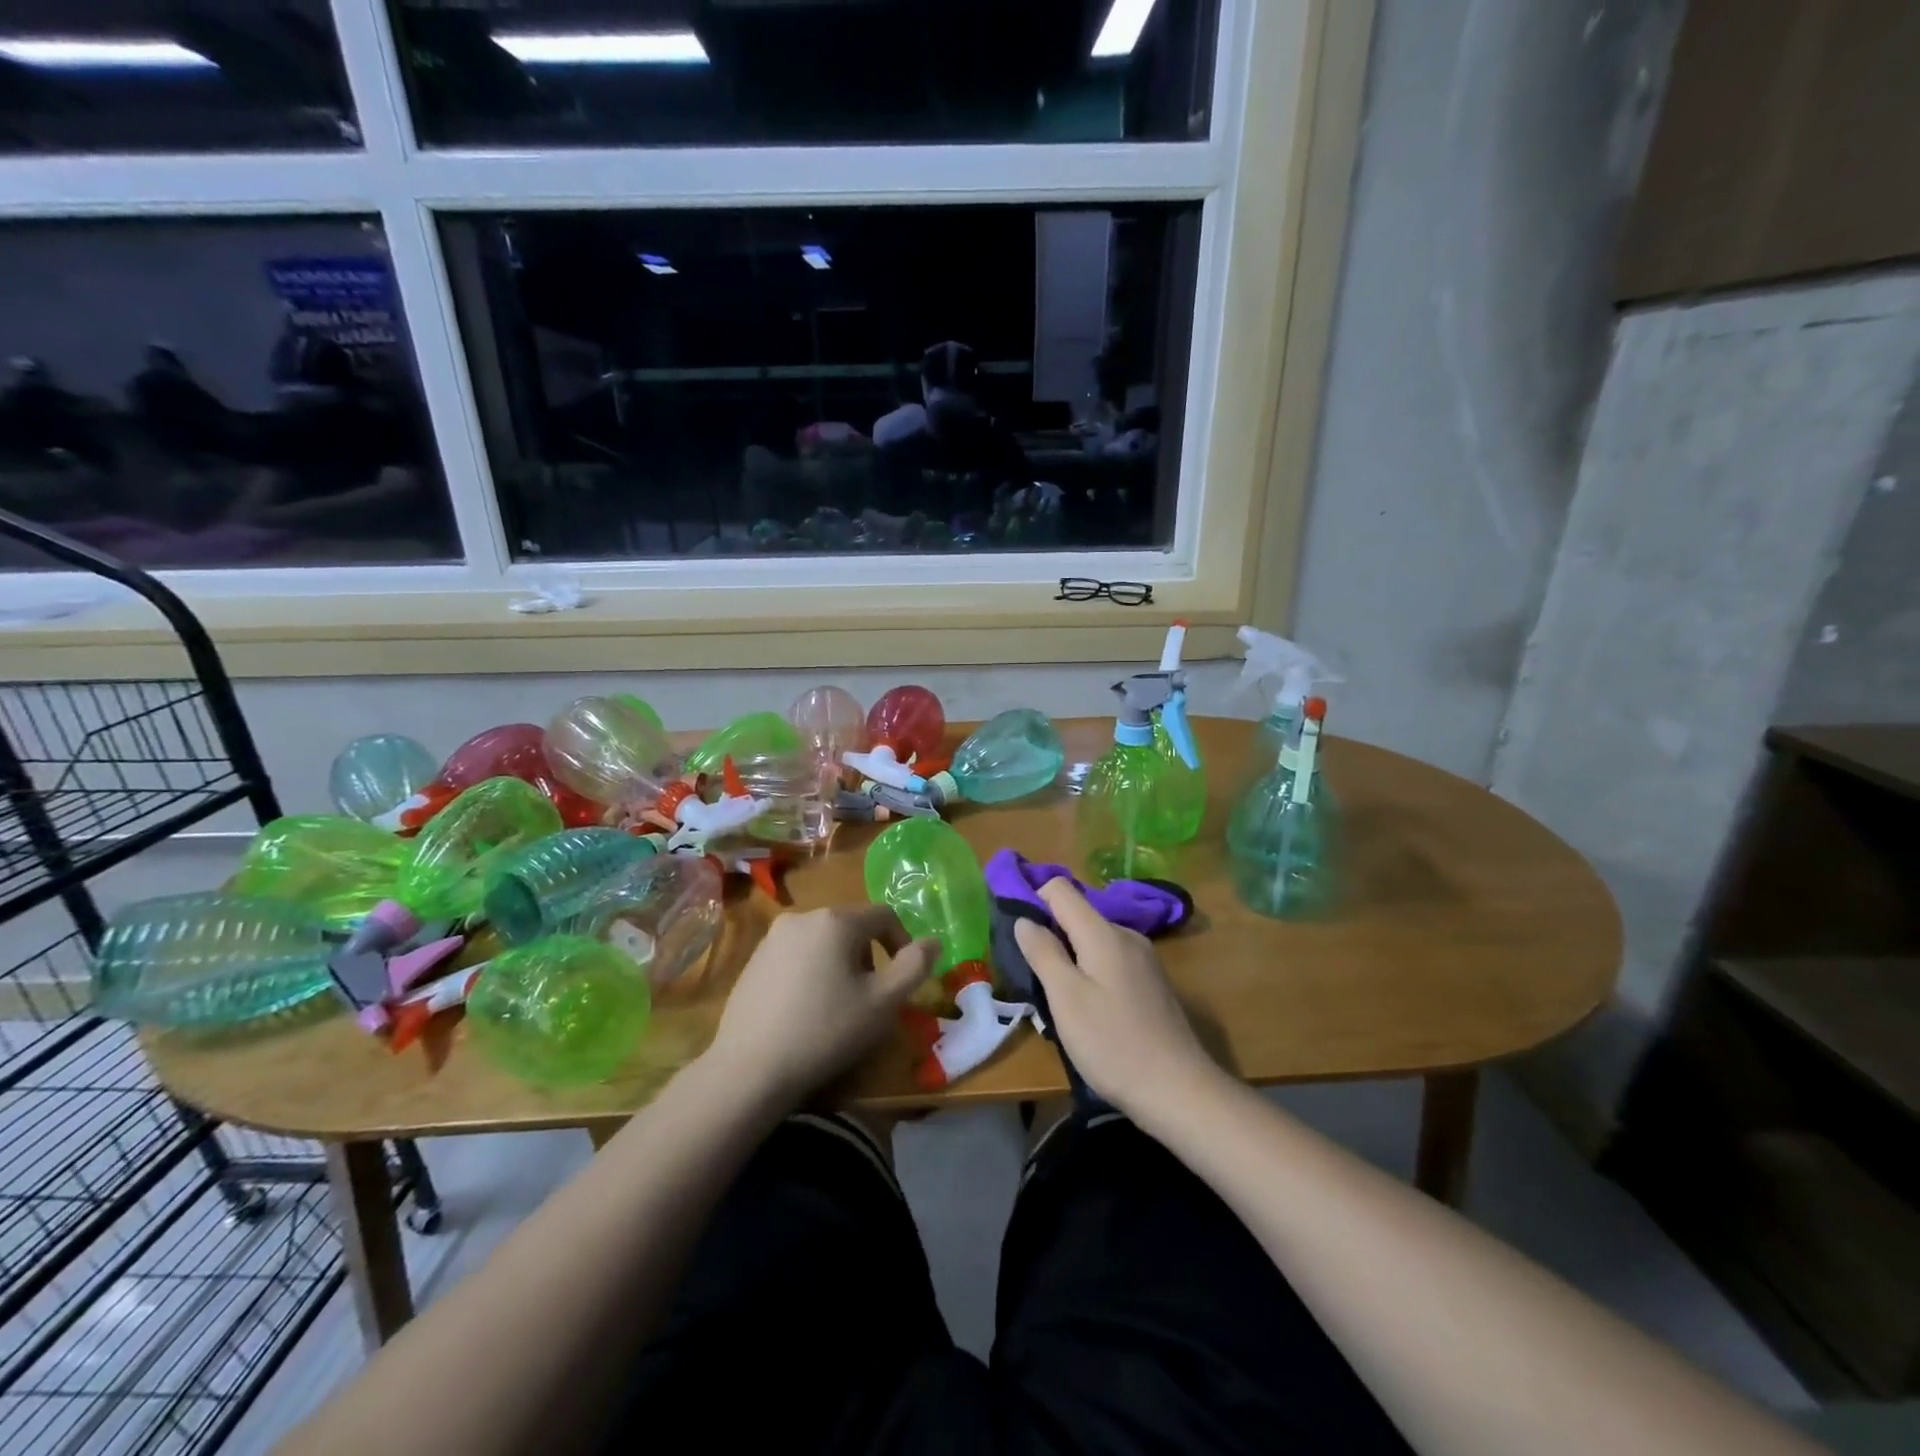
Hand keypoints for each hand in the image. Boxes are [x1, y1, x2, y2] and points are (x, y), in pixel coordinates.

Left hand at [705, 904, 938, 1105]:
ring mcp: (772, 938)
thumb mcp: (883, 1002)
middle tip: (871, 996)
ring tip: (839, 1005)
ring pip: (823, 940)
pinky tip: (806, 1009)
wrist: (749, 1069)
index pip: (884, 915)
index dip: (902, 942)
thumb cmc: (826, 1030)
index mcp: (836, 920)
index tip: (903, 979)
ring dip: (840, 963)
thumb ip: (915, 966)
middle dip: (869, 955)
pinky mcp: (753, 960)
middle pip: (851, 926)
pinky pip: (796, 955)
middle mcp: (802, 917)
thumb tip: (933, 941)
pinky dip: (811, 971)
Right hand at [1013, 879, 1220, 1122]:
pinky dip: (1092, 971)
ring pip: (1094, 939)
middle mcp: (1126, 934)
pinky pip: (1111, 959)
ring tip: (1059, 997)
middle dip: (1051, 934)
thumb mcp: (1066, 998)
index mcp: (1103, 932)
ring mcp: (1144, 958)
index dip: (1033, 900)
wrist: (1178, 1089)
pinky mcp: (1152, 981)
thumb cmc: (1112, 1042)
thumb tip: (1024, 919)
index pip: (1060, 888)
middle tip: (1034, 974)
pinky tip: (1090, 1007)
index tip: (1016, 932)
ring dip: (1071, 956)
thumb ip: (1043, 952)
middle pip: (1078, 913)